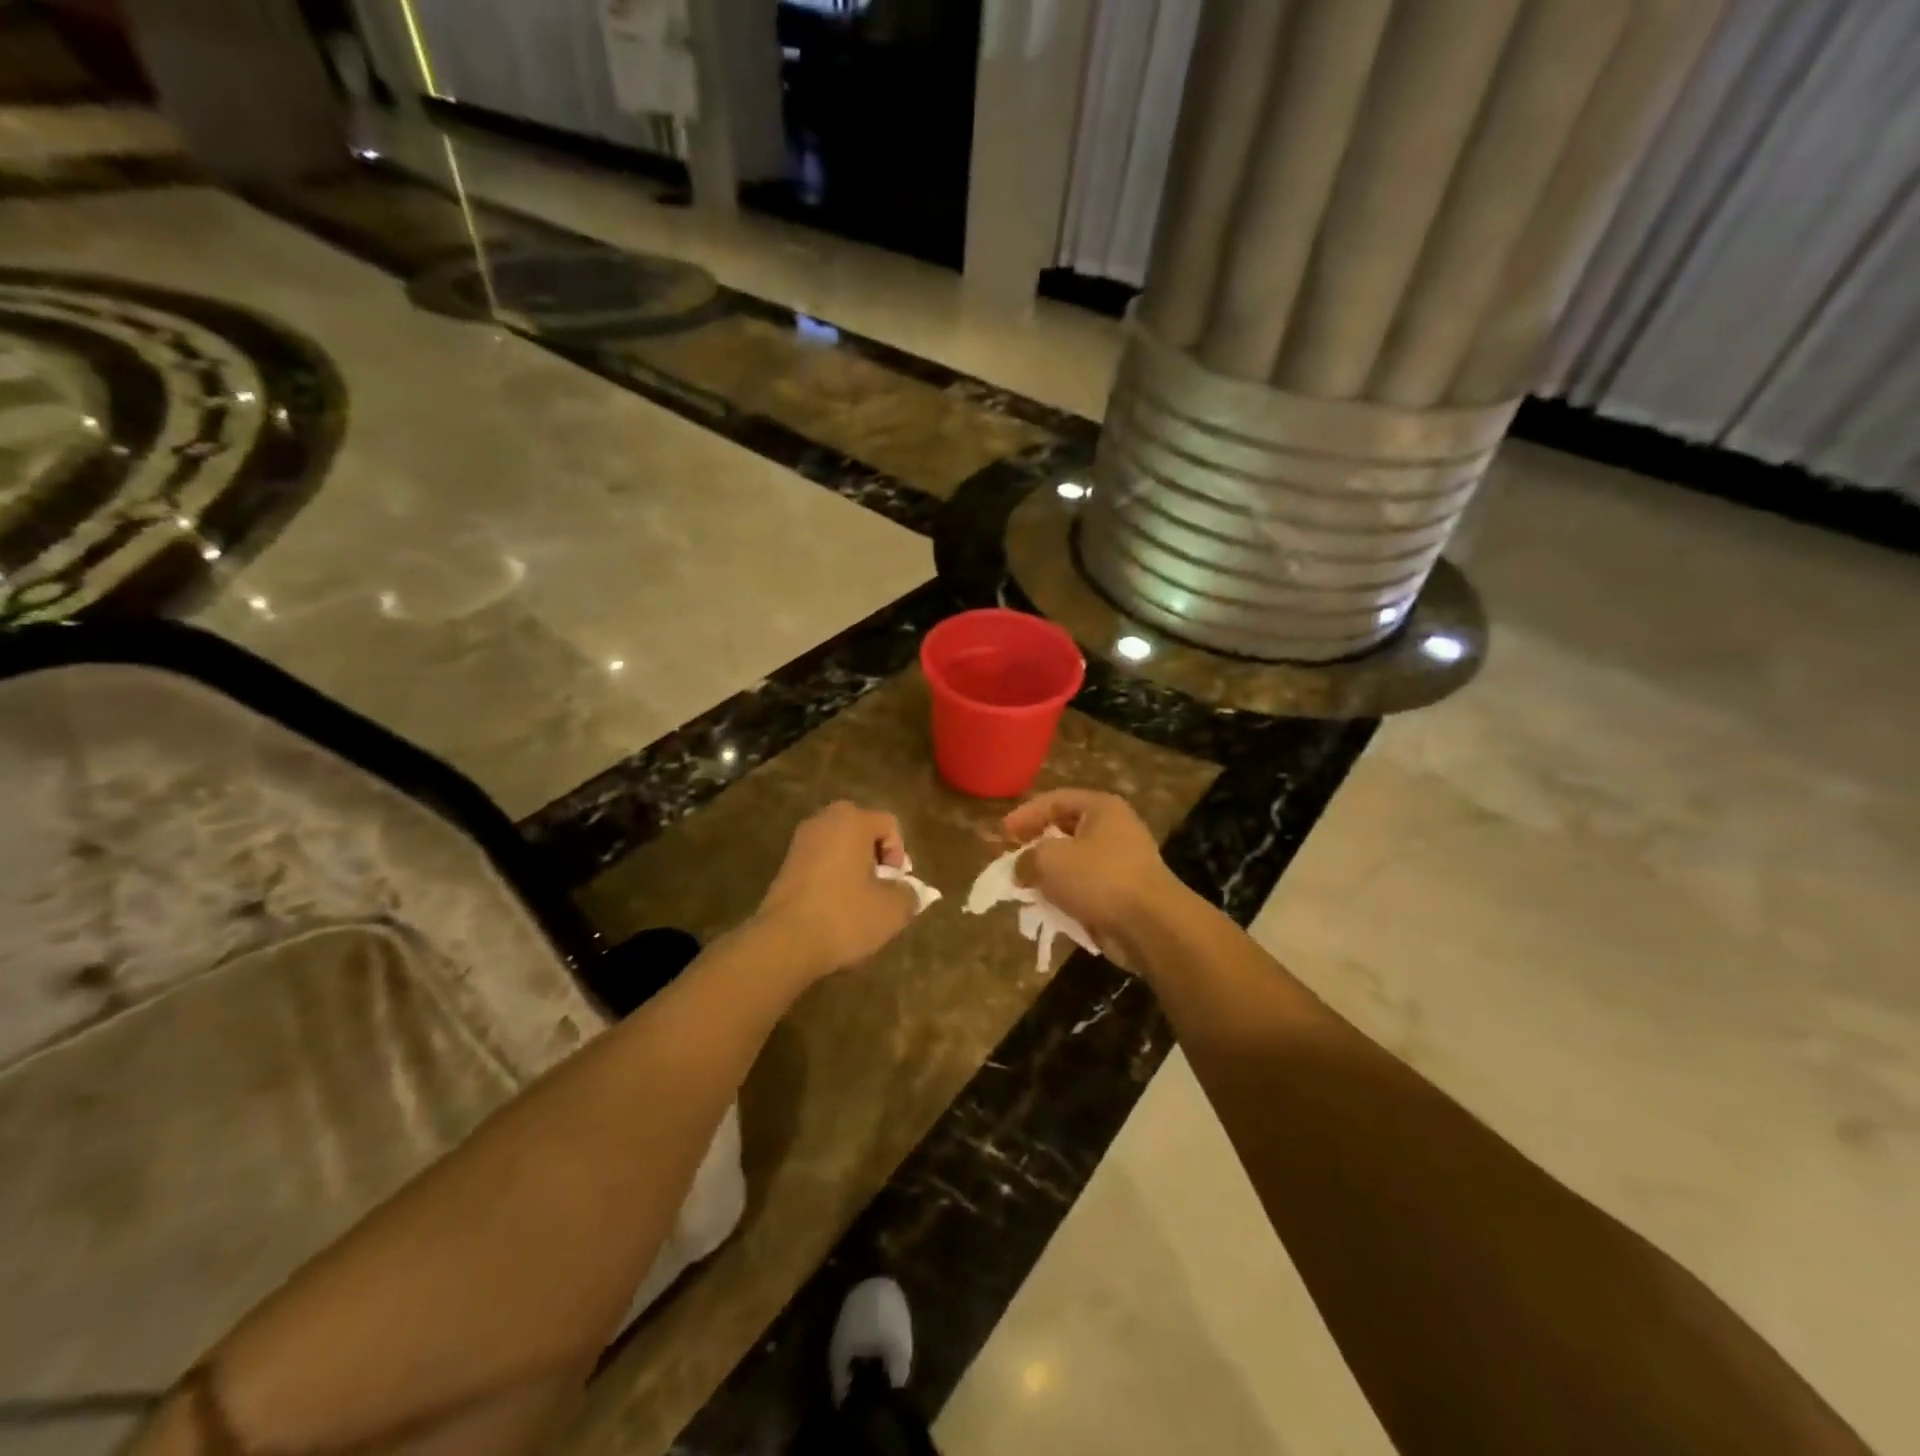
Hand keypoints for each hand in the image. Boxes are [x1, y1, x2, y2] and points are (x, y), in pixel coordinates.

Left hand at [754, 801, 920, 979]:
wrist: (784, 943)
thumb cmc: (845, 916)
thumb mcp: (893, 909)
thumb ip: (909, 893)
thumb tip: (908, 891)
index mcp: (852, 820)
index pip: (889, 824)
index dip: (899, 854)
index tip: (894, 885)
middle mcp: (823, 821)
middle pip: (862, 832)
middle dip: (876, 858)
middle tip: (880, 889)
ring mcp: (799, 843)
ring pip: (839, 848)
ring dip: (853, 870)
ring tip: (858, 903)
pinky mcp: (784, 866)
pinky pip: (820, 863)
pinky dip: (832, 879)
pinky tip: (834, 909)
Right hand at [1002, 789, 1191, 971]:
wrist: (1151, 925)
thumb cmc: (1099, 879)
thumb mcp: (1049, 860)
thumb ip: (1026, 859)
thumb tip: (1020, 869)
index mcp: (1101, 808)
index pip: (1054, 800)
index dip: (1024, 814)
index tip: (1001, 834)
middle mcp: (1115, 828)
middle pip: (1064, 830)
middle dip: (1035, 845)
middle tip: (1010, 858)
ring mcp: (1123, 862)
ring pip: (1075, 862)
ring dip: (1049, 874)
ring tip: (1024, 886)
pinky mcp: (1124, 893)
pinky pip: (1086, 887)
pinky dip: (1066, 895)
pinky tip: (1047, 908)